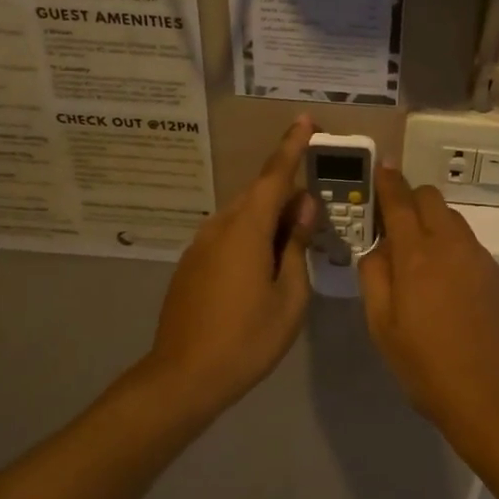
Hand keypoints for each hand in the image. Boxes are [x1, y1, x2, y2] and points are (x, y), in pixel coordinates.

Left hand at [144, 118, 318, 416]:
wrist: (183, 377)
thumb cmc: (246, 339)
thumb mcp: (289, 296)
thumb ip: (296, 244)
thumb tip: (303, 205)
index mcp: (246, 229)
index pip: (273, 176)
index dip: (291, 147)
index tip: (306, 121)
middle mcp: (219, 227)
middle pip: (258, 196)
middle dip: (286, 194)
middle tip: (315, 210)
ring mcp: (200, 245)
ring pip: (242, 217)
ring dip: (269, 220)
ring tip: (294, 244)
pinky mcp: (191, 265)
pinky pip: (228, 236)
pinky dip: (251, 237)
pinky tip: (264, 266)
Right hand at [359, 168, 498, 455]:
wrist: (495, 398)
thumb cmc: (427, 367)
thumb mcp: (382, 327)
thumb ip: (374, 277)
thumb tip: (377, 248)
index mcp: (416, 255)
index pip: (399, 200)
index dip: (388, 181)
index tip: (380, 170)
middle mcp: (452, 245)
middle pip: (431, 198)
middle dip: (411, 200)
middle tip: (395, 226)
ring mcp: (482, 259)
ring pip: (454, 221)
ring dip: (434, 225)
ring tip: (421, 260)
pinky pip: (471, 247)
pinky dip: (454, 250)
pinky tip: (450, 287)